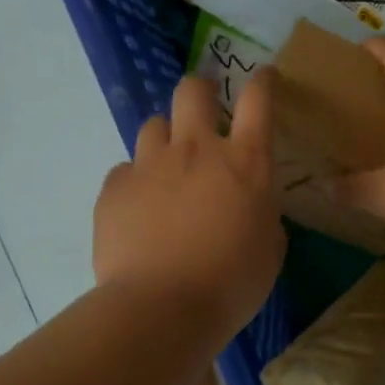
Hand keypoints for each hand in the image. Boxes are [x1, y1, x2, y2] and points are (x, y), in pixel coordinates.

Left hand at [93, 70, 286, 343]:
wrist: (161, 308)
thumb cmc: (231, 284)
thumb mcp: (269, 248)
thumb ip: (262, 213)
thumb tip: (250, 204)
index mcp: (245, 162)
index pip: (257, 99)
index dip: (261, 81)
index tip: (262, 76)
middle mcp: (196, 149)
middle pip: (193, 90)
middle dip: (200, 91)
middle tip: (203, 109)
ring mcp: (150, 164)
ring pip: (154, 125)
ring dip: (165, 140)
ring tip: (167, 169)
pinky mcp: (115, 187)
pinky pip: (126, 170)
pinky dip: (136, 182)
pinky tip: (139, 210)